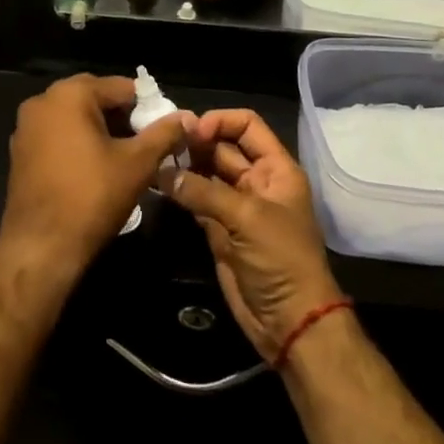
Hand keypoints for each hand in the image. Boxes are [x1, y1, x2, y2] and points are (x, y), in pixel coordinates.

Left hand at [0, 74, 191, 278]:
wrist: (41, 246)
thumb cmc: (92, 197)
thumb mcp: (137, 163)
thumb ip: (164, 134)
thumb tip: (188, 117)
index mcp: (70, 94)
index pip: (121, 87)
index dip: (148, 106)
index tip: (165, 129)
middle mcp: (43, 100)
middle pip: (95, 98)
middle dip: (123, 117)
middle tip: (146, 143)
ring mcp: (27, 126)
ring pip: (75, 117)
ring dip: (101, 129)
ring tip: (125, 156)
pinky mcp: (20, 150)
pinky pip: (57, 134)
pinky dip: (78, 142)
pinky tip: (96, 167)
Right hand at [159, 109, 343, 362]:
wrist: (289, 322)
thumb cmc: (281, 260)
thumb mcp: (248, 218)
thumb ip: (205, 191)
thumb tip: (164, 172)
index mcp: (275, 169)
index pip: (248, 126)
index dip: (220, 122)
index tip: (192, 131)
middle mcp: (256, 181)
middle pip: (222, 147)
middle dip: (195, 142)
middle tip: (162, 141)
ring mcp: (236, 205)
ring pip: (206, 173)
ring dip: (183, 165)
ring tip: (154, 159)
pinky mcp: (219, 229)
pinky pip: (196, 200)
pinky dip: (179, 191)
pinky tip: (157, 183)